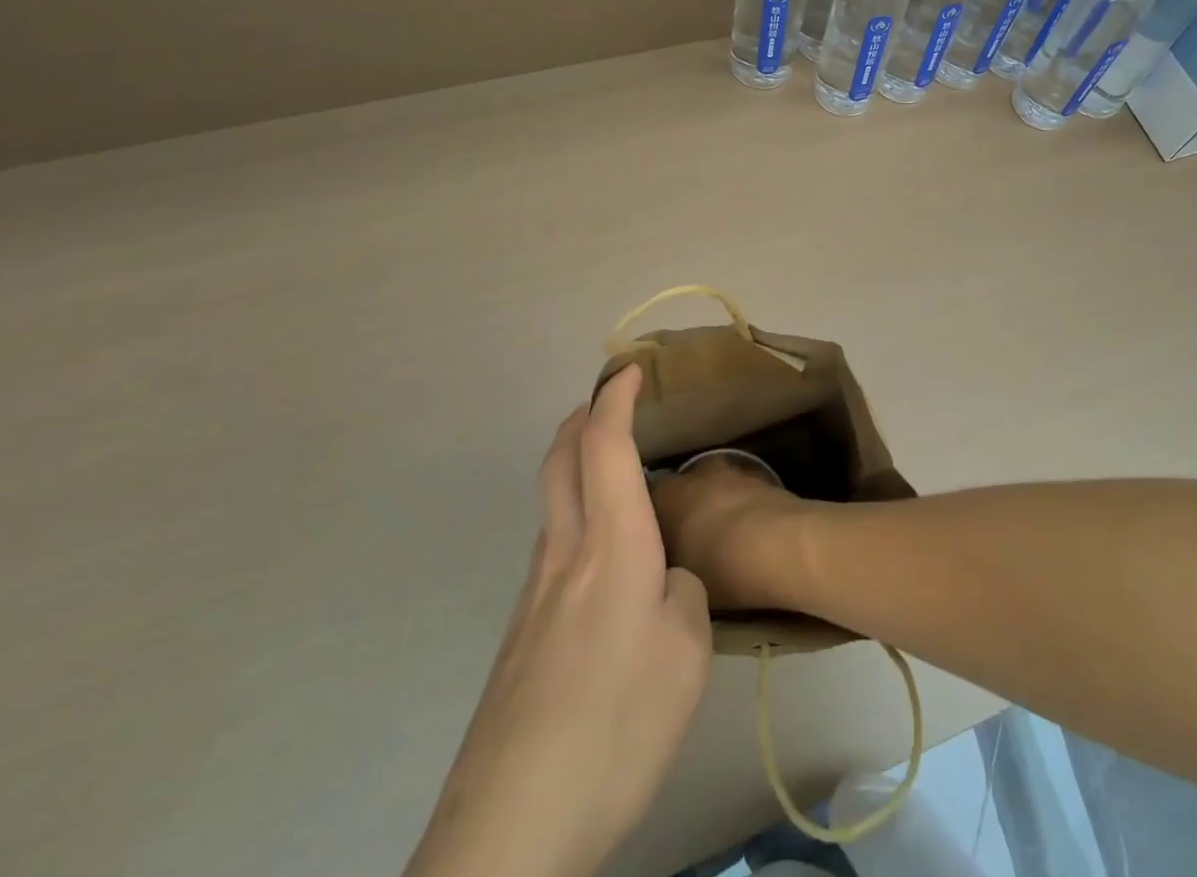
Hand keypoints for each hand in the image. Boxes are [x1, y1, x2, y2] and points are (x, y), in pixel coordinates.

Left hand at [404, 365, 712, 876]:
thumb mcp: (685, 655)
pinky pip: (553, 547)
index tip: (631, 369)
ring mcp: (534, 595)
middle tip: (611, 401)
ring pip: (553, 502)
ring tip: (616, 473)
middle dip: (583, 417)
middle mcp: (563, 554)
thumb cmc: (615, 724)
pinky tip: (605, 563)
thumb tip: (663, 582)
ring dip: (576, 465)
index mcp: (610, 546)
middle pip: (560, 459)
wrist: (511, 826)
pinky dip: (576, 516)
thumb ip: (681, 597)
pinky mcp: (522, 635)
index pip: (605, 444)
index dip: (616, 398)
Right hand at [650, 457, 810, 613]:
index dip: (645, 521)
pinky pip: (741, 495)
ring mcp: (733, 472)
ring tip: (717, 539)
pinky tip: (746, 534)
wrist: (784, 546)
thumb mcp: (678, 577)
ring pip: (714, 489)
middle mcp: (696, 473)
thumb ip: (664, 561)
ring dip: (713, 507)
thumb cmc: (721, 566)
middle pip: (682, 490)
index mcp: (667, 493)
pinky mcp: (763, 479)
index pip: (645, 499)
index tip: (645, 543)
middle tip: (682, 542)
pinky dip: (740, 509)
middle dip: (681, 511)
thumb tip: (661, 561)